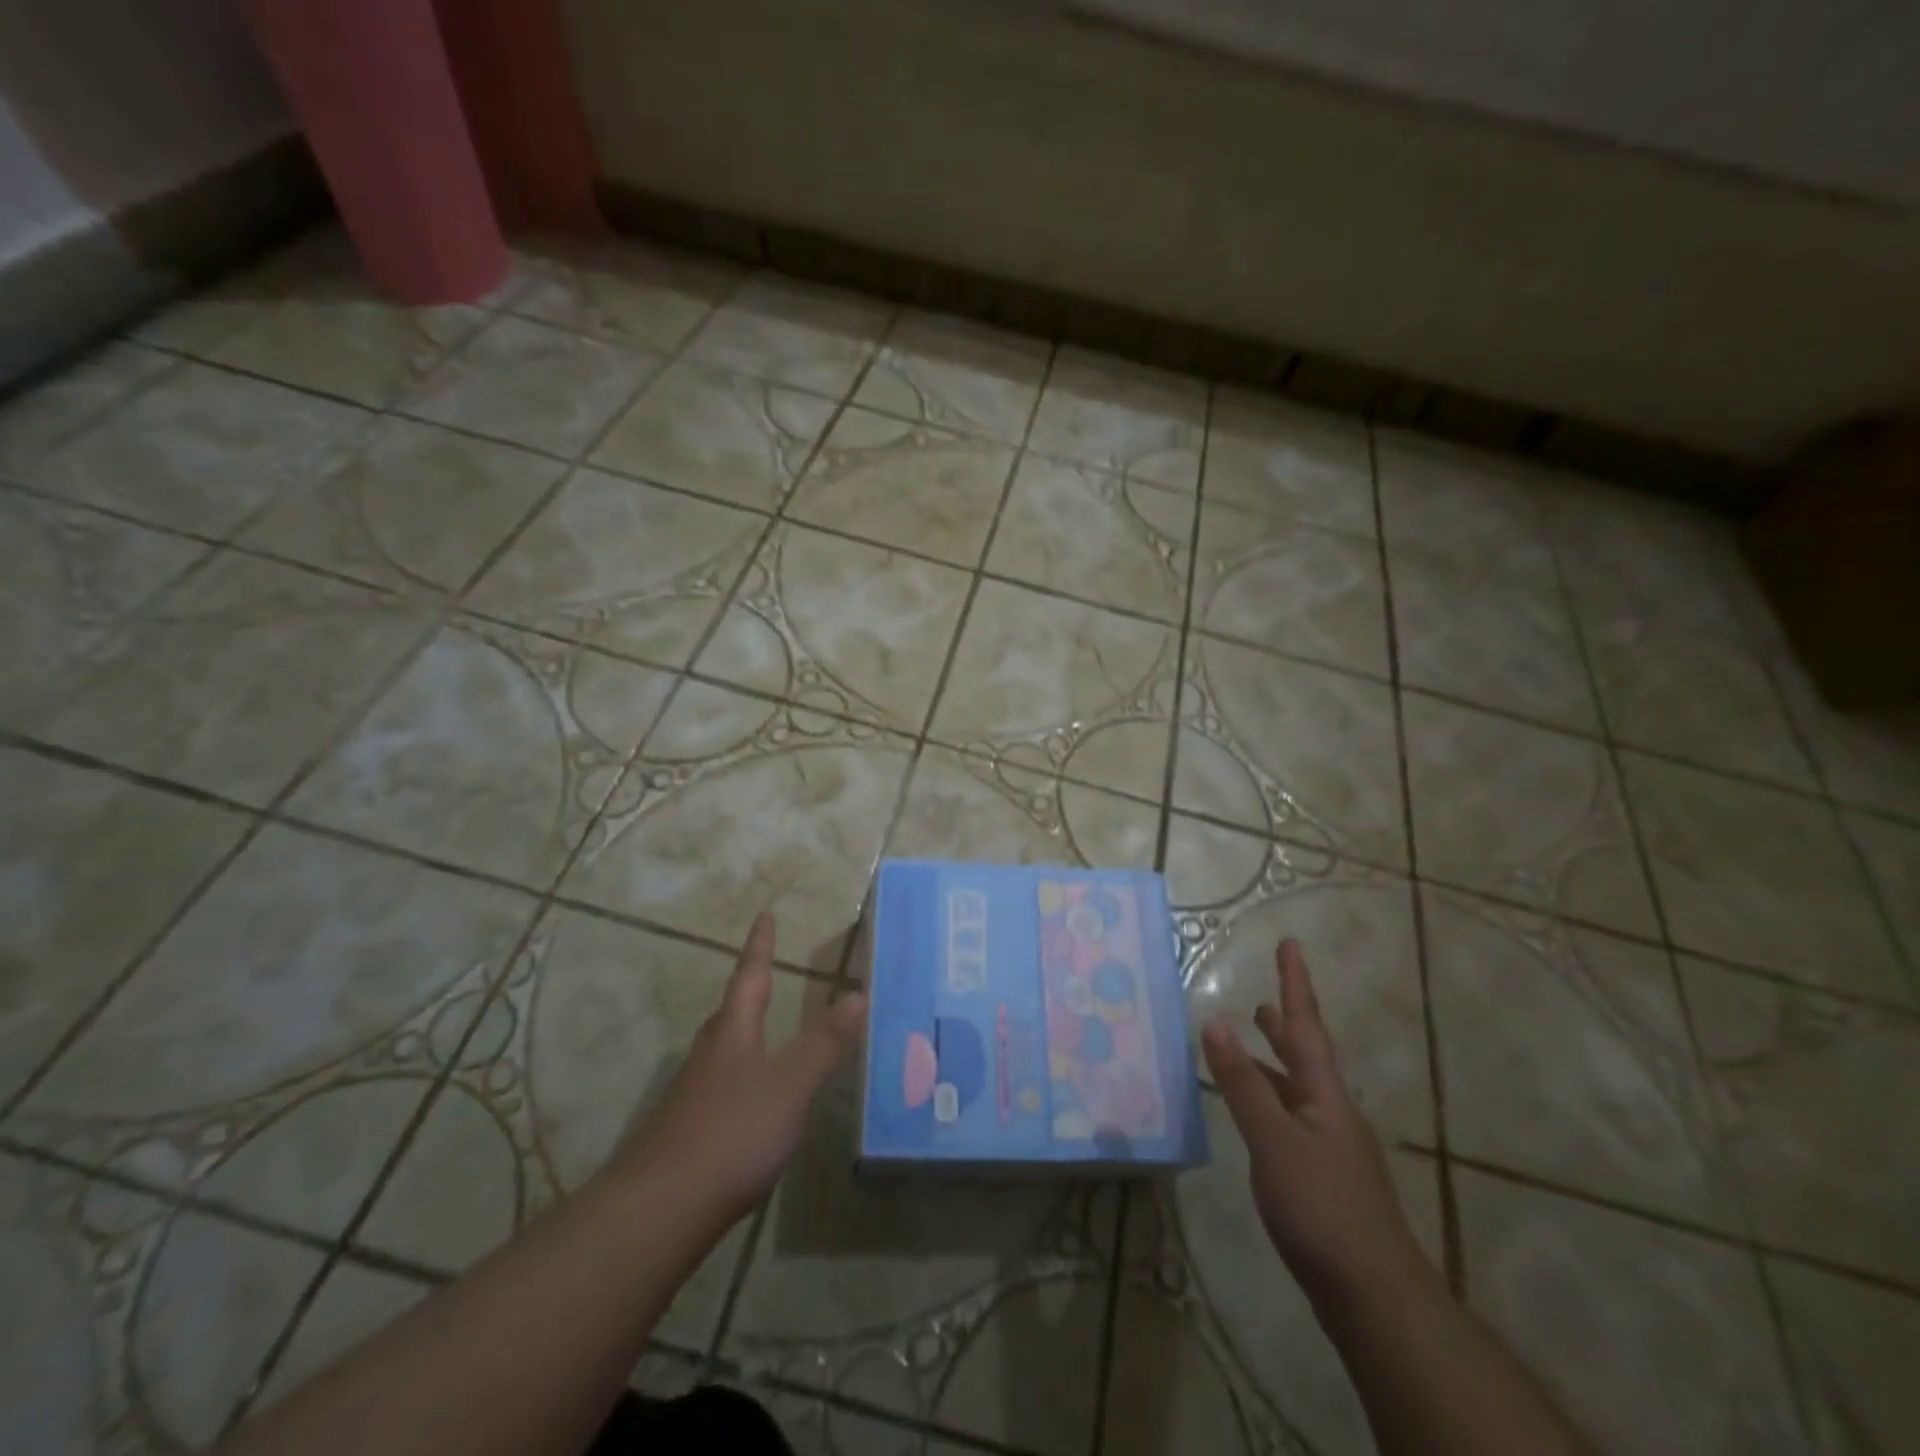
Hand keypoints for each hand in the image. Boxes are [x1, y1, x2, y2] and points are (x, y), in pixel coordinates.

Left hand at [617, 911, 865, 1224]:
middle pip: (730, 1013)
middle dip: (748, 991)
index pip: (750, 978)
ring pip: (720, 1050)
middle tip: (762, 974)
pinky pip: (716, 1086)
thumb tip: (857, 993)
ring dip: (740, 1034)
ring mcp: (691, 1094)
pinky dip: (736, 1078)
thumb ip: (824, 1042)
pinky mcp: (684, 1131)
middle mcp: (708, 1055)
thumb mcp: (791, 1085)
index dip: (760, 948)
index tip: (763, 917)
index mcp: (734, 1034)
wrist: (660, 1209)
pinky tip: (747, 1103)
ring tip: (758, 1033)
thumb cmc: (733, 1132)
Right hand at [1201, 940, 1434, 1309]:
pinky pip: (1291, 1118)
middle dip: (1284, 1025)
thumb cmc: (1323, 1208)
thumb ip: (1243, 1084)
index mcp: (1324, 1095)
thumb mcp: (1274, 1141)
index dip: (1294, 985)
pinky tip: (1257, 1116)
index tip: (1291, 945)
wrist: (1374, 1296)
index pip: (1306, 1026)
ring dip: (1275, 1062)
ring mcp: (1331, 1146)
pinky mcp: (1323, 1178)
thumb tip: (1215, 1021)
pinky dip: (1270, 1100)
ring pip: (1298, 1089)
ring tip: (1252, 1046)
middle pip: (1306, 1055)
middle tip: (1262, 1001)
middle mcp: (1331, 1112)